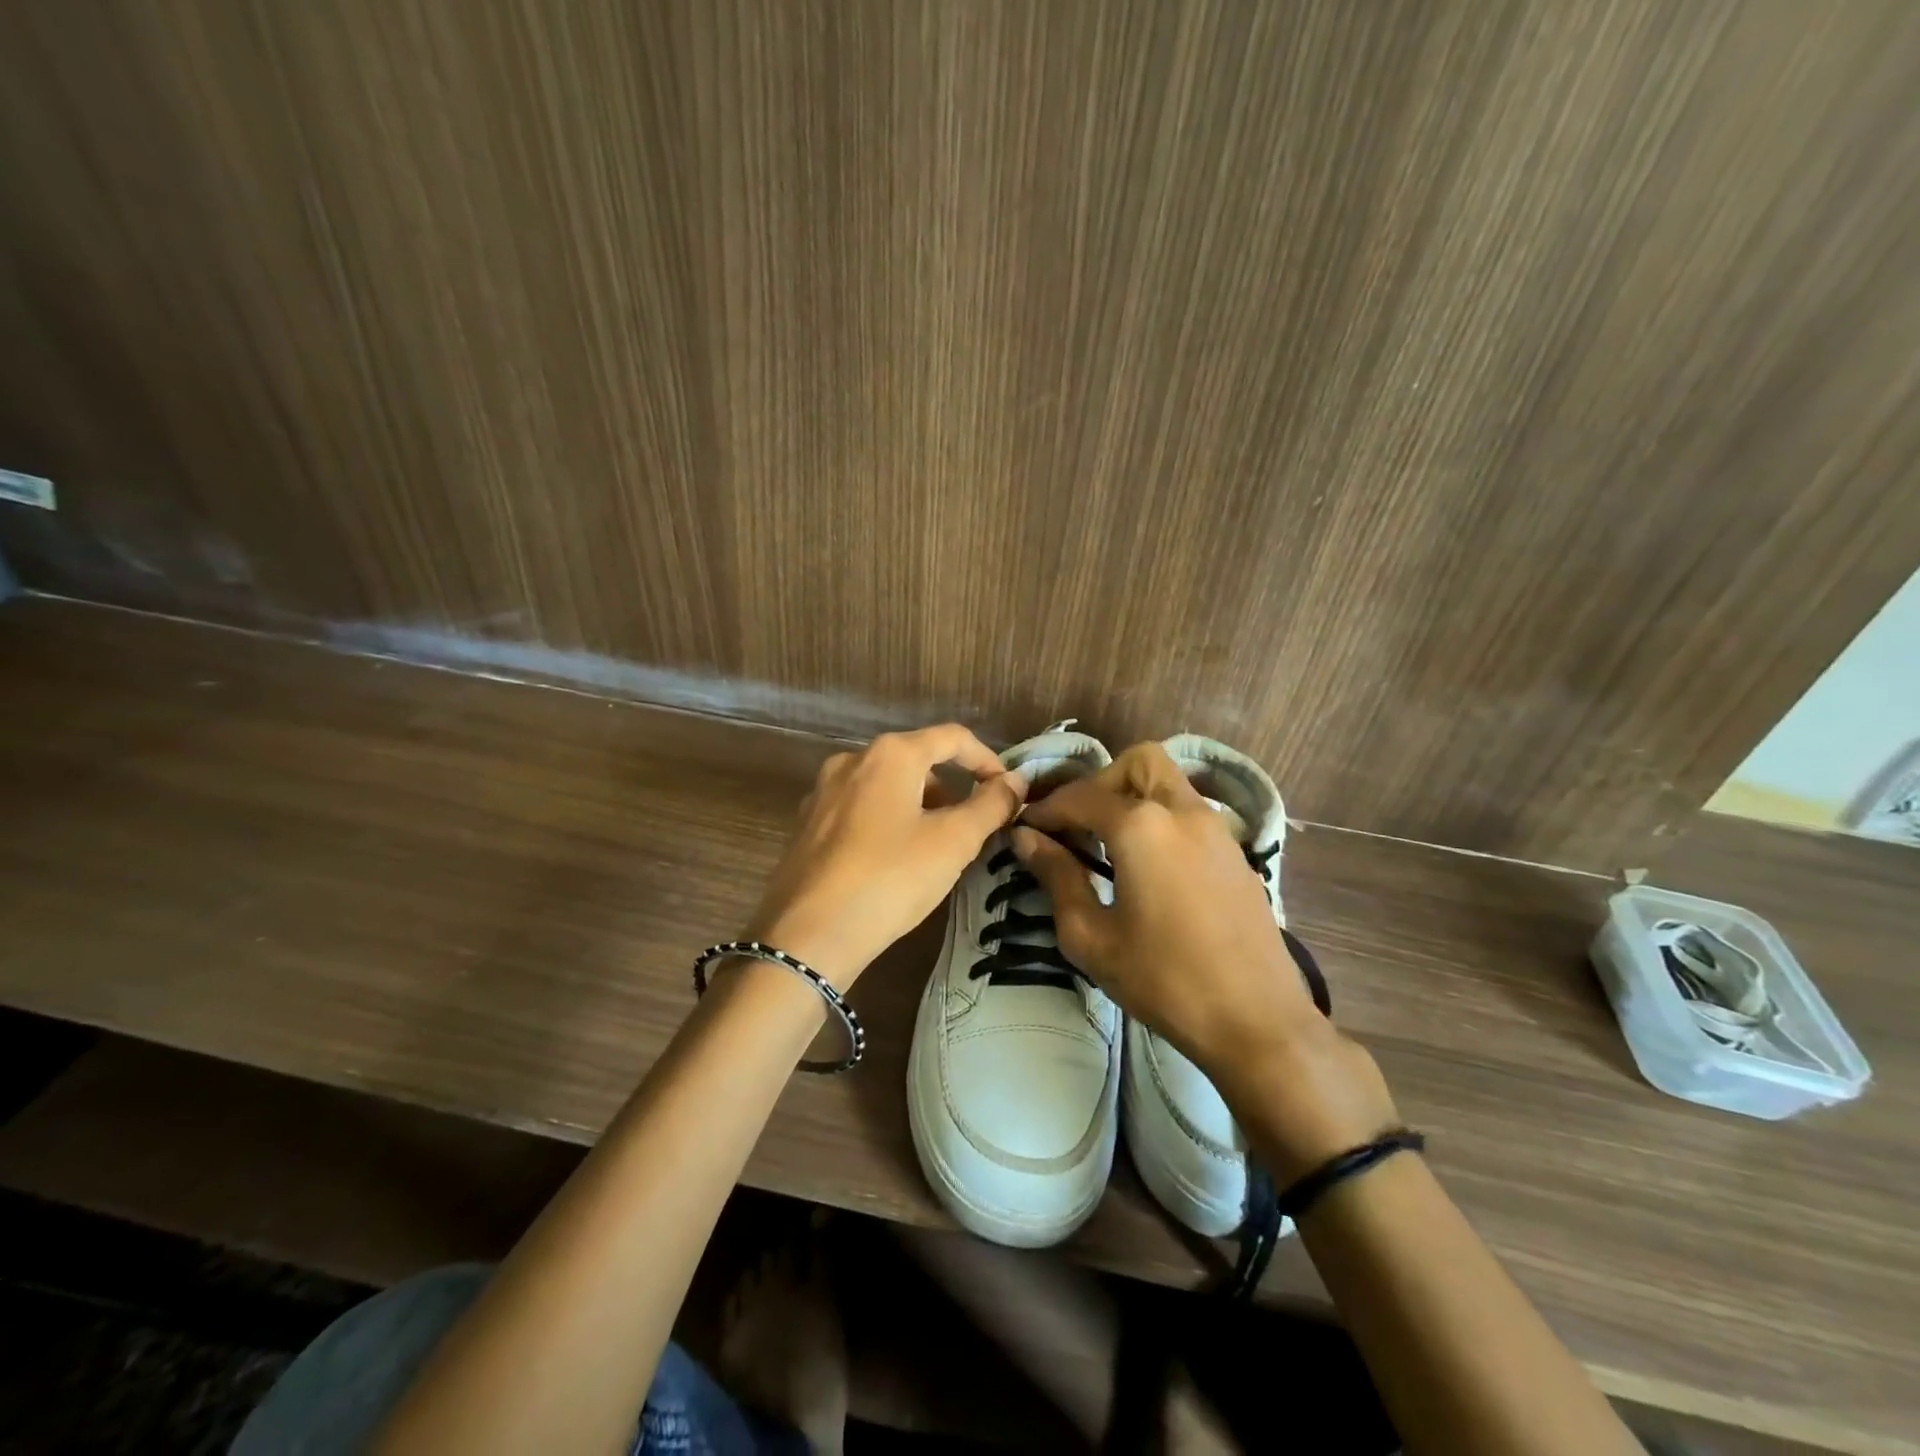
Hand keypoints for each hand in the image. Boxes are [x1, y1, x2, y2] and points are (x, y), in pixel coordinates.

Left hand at [747, 725, 1026, 988]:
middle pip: (917, 760)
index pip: (952, 738)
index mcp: (890, 755)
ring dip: (922, 806)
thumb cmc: (890, 879)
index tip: (1007, 793)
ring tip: (939, 848)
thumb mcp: (953, 842)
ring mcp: (824, 792)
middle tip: (975, 827)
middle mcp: (852, 761)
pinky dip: (889, 821)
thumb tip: (1016, 782)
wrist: (806, 937)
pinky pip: (861, 809)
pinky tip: (896, 861)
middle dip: (953, 788)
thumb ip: (990, 805)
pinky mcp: (808, 824)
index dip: (987, 760)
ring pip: (888, 786)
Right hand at [1014, 743, 1397, 1178]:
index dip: (1047, 810)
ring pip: (1169, 783)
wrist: (1256, 1021)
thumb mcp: (1091, 936)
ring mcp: (1217, 829)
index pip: (1081, 797)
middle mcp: (1182, 811)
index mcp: (1142, 826)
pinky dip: (1161, 818)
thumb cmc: (1163, 980)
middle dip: (1100, 783)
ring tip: (1108, 844)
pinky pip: (1190, 812)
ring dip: (1133, 797)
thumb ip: (1056, 877)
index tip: (1025, 829)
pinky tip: (1148, 865)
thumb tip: (1026, 839)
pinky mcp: (1236, 852)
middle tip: (1077, 826)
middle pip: (1137, 764)